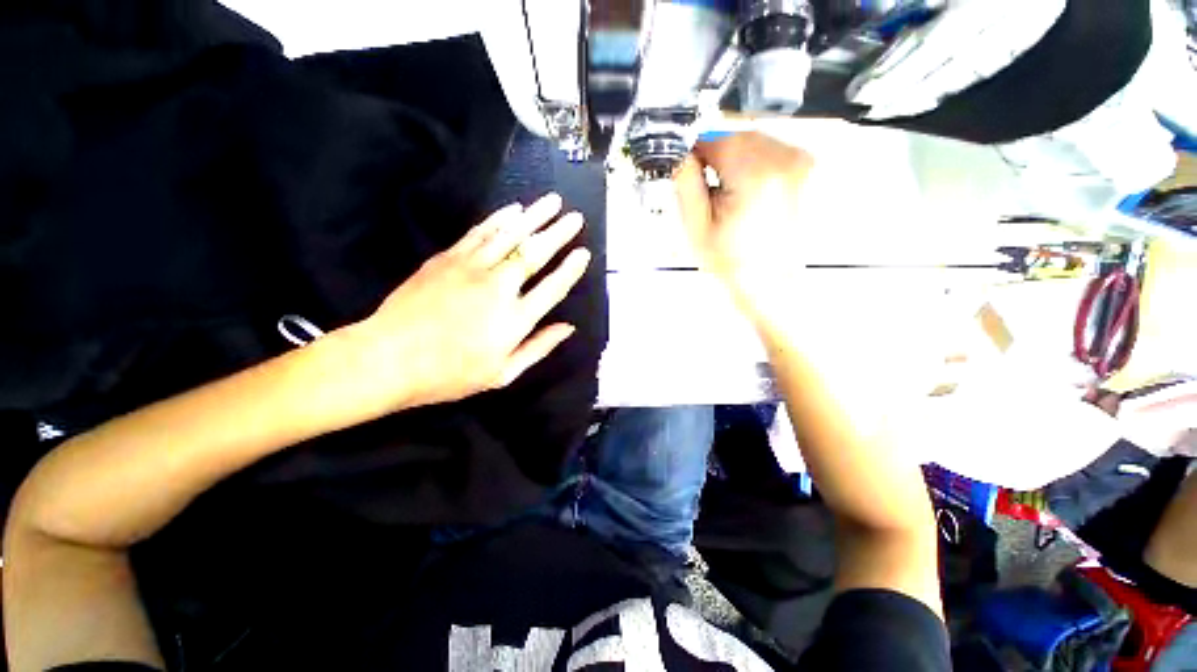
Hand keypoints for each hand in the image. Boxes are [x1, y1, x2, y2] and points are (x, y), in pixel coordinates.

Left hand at [343, 193, 589, 409]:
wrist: (389, 358)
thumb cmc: (451, 374)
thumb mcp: (503, 373)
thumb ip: (538, 348)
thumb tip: (567, 328)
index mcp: (515, 318)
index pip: (553, 287)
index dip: (571, 269)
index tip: (583, 252)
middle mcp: (499, 287)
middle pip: (535, 253)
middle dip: (558, 233)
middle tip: (576, 217)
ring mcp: (471, 268)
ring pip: (510, 235)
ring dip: (534, 216)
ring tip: (552, 201)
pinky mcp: (448, 258)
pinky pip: (480, 232)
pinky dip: (499, 219)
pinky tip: (513, 209)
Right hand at [674, 132, 813, 316]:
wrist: (770, 285)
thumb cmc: (731, 262)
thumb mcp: (696, 226)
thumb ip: (685, 182)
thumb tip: (679, 153)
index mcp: (755, 173)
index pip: (715, 138)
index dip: (695, 153)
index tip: (687, 171)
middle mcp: (786, 158)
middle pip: (737, 137)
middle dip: (716, 155)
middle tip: (705, 187)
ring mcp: (802, 162)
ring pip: (754, 142)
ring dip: (735, 159)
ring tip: (727, 195)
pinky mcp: (807, 170)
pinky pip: (771, 152)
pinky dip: (753, 164)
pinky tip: (746, 193)